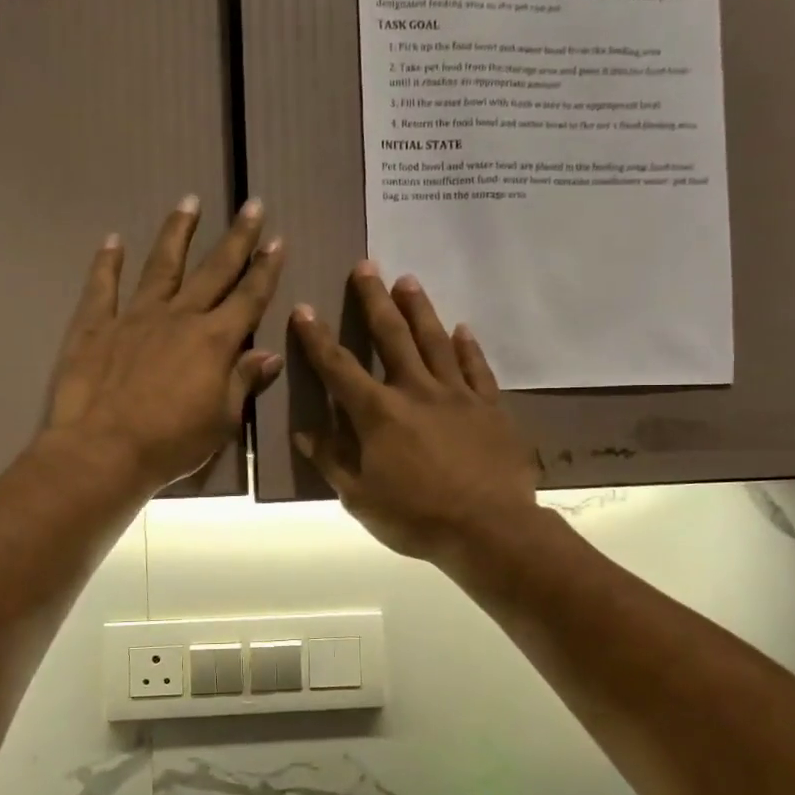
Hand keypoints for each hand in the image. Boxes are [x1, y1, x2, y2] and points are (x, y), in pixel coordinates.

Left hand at [46, 197, 285, 492]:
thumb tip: (268, 355)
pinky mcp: (95, 326)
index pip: (249, 297)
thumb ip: (243, 381)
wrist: (102, 452)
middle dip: (236, 238)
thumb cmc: (171, 444)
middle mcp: (179, 317)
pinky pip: (103, 287)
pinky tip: (112, 240)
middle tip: (252, 205)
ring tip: (188, 202)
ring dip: (177, 233)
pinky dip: (107, 263)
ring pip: (161, 266)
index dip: (266, 269)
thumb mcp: (221, 420)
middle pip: (213, 270)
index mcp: (214, 340)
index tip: (278, 240)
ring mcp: (134, 316)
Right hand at [290, 264, 538, 563]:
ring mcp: (457, 395)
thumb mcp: (361, 498)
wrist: (489, 528)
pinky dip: (468, 347)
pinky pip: (476, 369)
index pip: (339, 368)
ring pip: (434, 341)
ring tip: (408, 280)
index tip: (304, 309)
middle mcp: (416, 391)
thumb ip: (333, 460)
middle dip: (374, 300)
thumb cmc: (417, 517)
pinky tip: (463, 328)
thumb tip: (305, 432)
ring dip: (419, 309)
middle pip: (392, 336)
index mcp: (378, 413)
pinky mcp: (489, 406)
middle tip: (366, 266)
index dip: (318, 339)